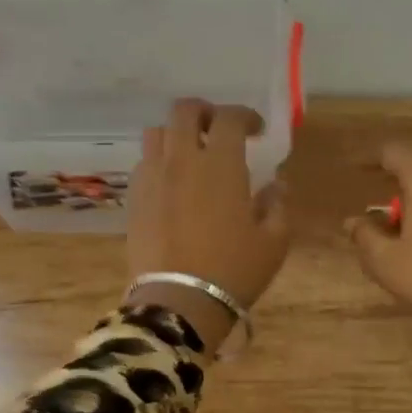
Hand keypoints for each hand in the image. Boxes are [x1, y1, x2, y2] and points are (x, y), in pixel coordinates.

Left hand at [125, 98, 291, 353]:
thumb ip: (277, 205)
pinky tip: (171, 182)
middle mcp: (183, 159)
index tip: (256, 130)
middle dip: (204, 112)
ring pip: (157, 132)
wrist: (179, 302)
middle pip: (184, 111)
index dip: (245, 116)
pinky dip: (159, 160)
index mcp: (220, 164)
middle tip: (217, 129)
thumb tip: (276, 185)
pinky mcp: (134, 197)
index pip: (229, 118)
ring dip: (176, 133)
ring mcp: (153, 176)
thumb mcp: (273, 241)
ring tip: (190, 152)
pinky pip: (144, 162)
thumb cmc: (233, 269)